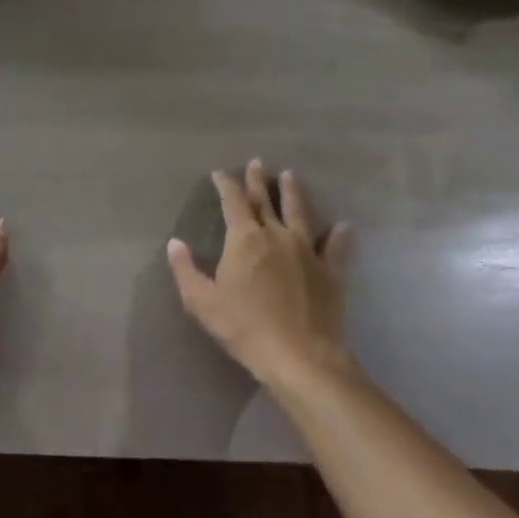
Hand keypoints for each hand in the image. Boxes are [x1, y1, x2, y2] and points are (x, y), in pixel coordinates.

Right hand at [167, 159, 357, 392]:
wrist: (299, 355)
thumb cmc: (243, 327)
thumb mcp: (201, 301)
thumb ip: (185, 270)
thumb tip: (175, 243)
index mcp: (244, 239)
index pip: (233, 201)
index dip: (226, 184)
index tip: (220, 173)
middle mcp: (277, 235)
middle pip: (265, 201)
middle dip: (258, 180)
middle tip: (257, 162)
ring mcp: (308, 251)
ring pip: (300, 213)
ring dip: (294, 193)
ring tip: (291, 176)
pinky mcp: (331, 271)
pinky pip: (336, 247)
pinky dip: (339, 235)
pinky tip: (343, 226)